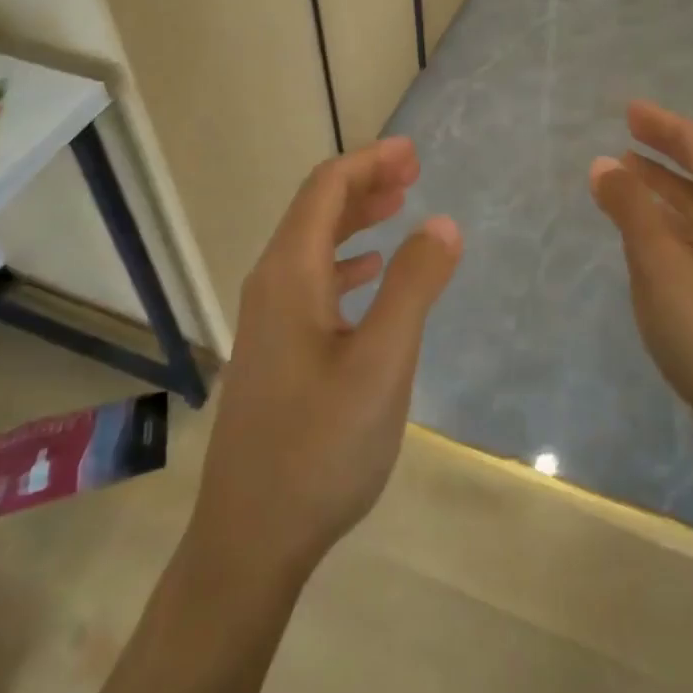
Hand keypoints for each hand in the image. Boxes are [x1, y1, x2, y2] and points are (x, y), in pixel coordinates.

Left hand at [190, 137, 462, 582]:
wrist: (250, 539)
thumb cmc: (319, 447)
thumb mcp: (382, 364)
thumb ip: (413, 287)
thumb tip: (443, 222)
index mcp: (290, 274)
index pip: (326, 189)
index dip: (369, 161)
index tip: (413, 153)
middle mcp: (271, 284)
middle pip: (316, 209)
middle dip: (365, 182)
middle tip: (414, 172)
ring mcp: (269, 319)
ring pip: (313, 244)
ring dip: (356, 218)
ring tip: (400, 207)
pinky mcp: (276, 349)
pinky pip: (312, 279)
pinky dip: (346, 259)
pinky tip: (370, 273)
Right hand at [589, 102, 692, 431]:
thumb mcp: (656, 259)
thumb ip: (628, 207)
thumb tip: (603, 164)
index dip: (663, 124)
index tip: (628, 110)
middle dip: (663, 150)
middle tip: (625, 134)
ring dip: (662, 186)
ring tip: (625, 174)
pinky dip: (666, 219)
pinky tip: (643, 230)